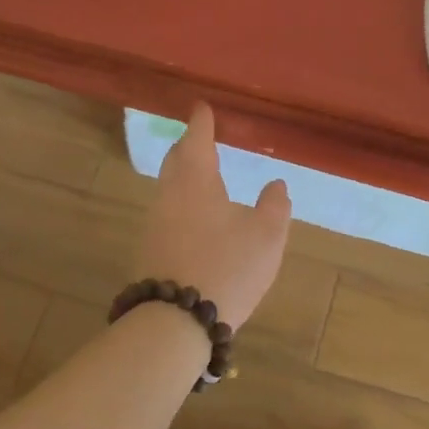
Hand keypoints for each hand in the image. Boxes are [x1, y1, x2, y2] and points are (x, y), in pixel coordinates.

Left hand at [134, 103, 291, 328]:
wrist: (175, 321)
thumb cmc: (226, 266)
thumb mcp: (266, 235)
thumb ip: (275, 205)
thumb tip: (277, 184)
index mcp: (196, 180)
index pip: (197, 138)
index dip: (202, 121)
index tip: (202, 107)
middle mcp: (169, 194)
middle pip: (176, 160)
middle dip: (188, 146)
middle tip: (201, 137)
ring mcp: (155, 223)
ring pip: (169, 187)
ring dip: (184, 176)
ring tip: (203, 175)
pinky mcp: (151, 250)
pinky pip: (168, 213)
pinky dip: (182, 203)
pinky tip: (196, 217)